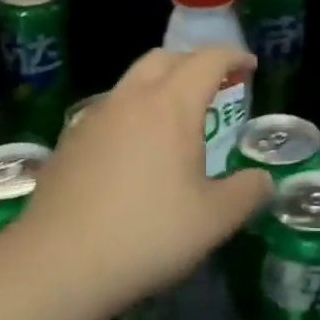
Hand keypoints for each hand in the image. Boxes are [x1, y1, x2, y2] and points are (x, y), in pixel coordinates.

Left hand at [14, 46, 270, 314]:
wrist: (58, 264)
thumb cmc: (147, 235)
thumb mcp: (215, 220)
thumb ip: (248, 193)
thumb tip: (261, 180)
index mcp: (171, 107)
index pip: (207, 60)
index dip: (233, 56)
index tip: (249, 66)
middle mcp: (130, 100)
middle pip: (163, 58)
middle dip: (192, 63)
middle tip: (212, 88)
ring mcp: (93, 118)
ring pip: (131, 83)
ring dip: (158, 87)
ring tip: (173, 123)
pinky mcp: (68, 142)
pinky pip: (108, 111)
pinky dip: (130, 114)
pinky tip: (133, 153)